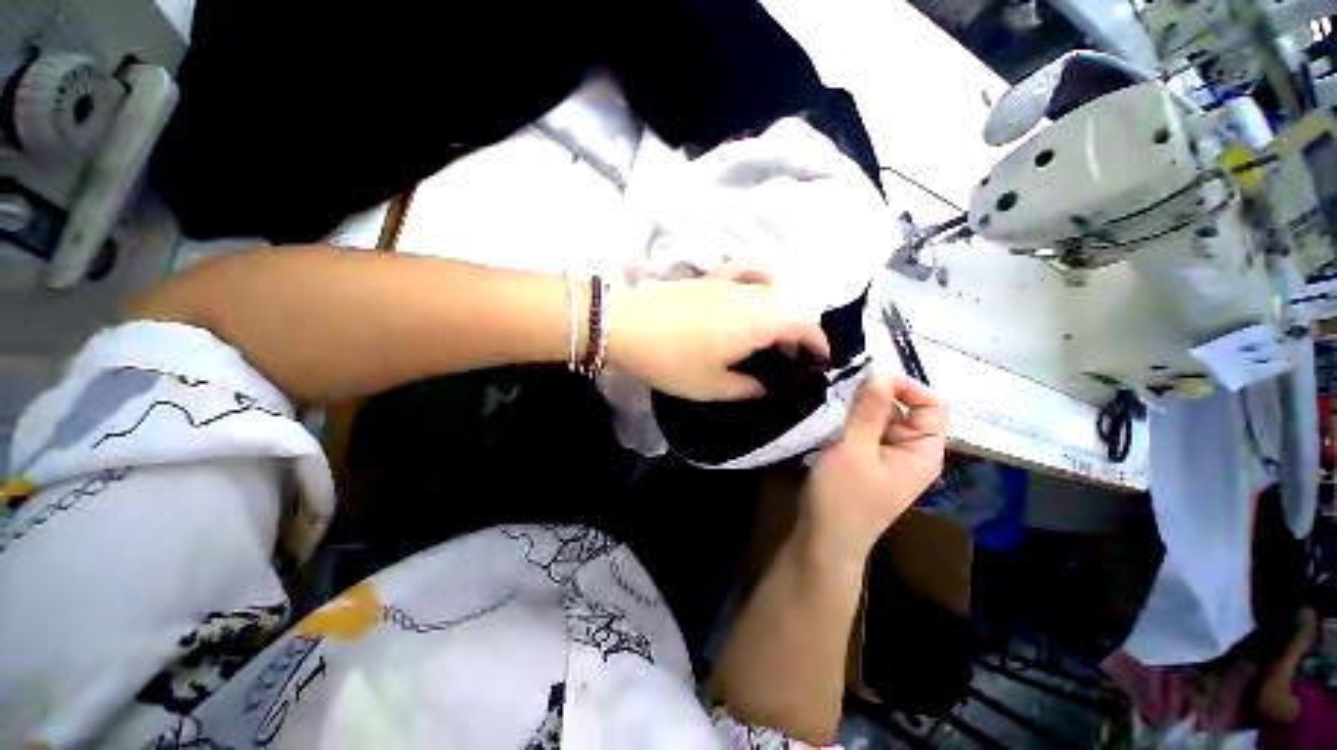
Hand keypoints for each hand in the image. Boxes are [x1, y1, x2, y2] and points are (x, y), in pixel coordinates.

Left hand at [607, 266, 828, 400]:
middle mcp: (752, 294)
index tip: (819, 362)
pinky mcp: (709, 277)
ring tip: (772, 335)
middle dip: (801, 330)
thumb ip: (748, 388)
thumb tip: (765, 387)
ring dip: (782, 311)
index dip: (819, 343)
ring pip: (773, 289)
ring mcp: (729, 281)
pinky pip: (746, 273)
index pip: (805, 323)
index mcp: (759, 320)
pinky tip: (751, 298)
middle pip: (793, 304)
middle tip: (791, 357)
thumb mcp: (713, 387)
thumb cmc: (672, 360)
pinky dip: (760, 283)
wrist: (627, 326)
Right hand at [801, 375, 946, 555]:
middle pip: (901, 407)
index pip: (930, 404)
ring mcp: (884, 454)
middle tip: (839, 386)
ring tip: (828, 398)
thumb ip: (868, 412)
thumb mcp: (854, 451)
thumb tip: (878, 373)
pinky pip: (861, 428)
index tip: (867, 379)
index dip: (904, 386)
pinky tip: (825, 414)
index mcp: (922, 451)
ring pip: (877, 416)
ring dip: (855, 405)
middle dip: (872, 394)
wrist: (822, 540)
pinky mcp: (863, 457)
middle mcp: (909, 450)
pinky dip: (846, 418)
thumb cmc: (843, 499)